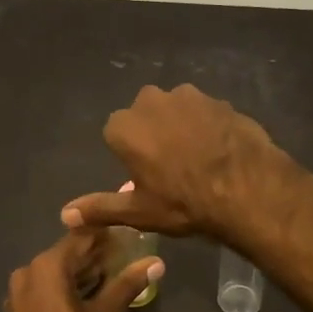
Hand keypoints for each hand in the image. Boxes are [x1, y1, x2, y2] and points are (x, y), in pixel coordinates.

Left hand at [0, 230, 163, 311]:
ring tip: (110, 276)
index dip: (106, 235)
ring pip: (54, 274)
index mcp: (47, 267)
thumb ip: (127, 285)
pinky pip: (43, 291)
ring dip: (80, 274)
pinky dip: (64, 289)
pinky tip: (85, 297)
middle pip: (66, 255)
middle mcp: (27, 273)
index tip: (128, 235)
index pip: (80, 237)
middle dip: (94, 255)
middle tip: (124, 256)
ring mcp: (17, 294)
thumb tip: (156, 263)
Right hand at [60, 84, 283, 240]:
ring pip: (176, 110)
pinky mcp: (220, 100)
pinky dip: (208, 127)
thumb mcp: (138, 212)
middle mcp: (152, 101)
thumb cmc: (184, 203)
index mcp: (125, 126)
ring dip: (181, 126)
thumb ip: (100, 208)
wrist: (247, 190)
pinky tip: (220, 151)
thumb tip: (65, 215)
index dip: (131, 156)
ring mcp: (190, 96)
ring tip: (198, 159)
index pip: (116, 134)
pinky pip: (205, 113)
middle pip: (145, 115)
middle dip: (153, 134)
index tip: (146, 176)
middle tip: (171, 168)